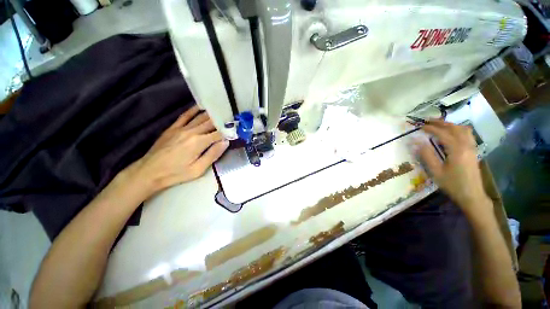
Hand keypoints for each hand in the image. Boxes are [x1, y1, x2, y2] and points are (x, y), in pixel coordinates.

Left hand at [129, 106, 228, 196]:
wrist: (149, 172)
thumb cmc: (176, 173)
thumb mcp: (198, 169)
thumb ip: (213, 154)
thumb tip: (225, 142)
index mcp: (199, 142)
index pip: (219, 134)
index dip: (229, 132)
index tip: (236, 130)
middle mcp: (191, 132)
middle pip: (211, 123)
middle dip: (223, 121)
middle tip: (232, 118)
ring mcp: (181, 128)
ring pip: (200, 117)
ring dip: (212, 114)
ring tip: (222, 111)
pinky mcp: (173, 127)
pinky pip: (185, 115)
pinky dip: (194, 110)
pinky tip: (202, 107)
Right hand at [418, 119, 490, 216]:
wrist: (472, 195)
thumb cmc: (452, 184)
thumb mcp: (436, 171)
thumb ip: (427, 155)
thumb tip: (417, 142)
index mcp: (456, 149)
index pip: (442, 133)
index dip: (430, 128)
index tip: (419, 126)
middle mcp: (466, 145)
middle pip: (454, 128)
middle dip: (441, 123)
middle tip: (428, 121)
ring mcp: (472, 148)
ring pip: (463, 130)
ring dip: (450, 125)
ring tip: (439, 124)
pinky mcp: (473, 151)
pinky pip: (467, 134)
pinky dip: (458, 129)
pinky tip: (452, 133)